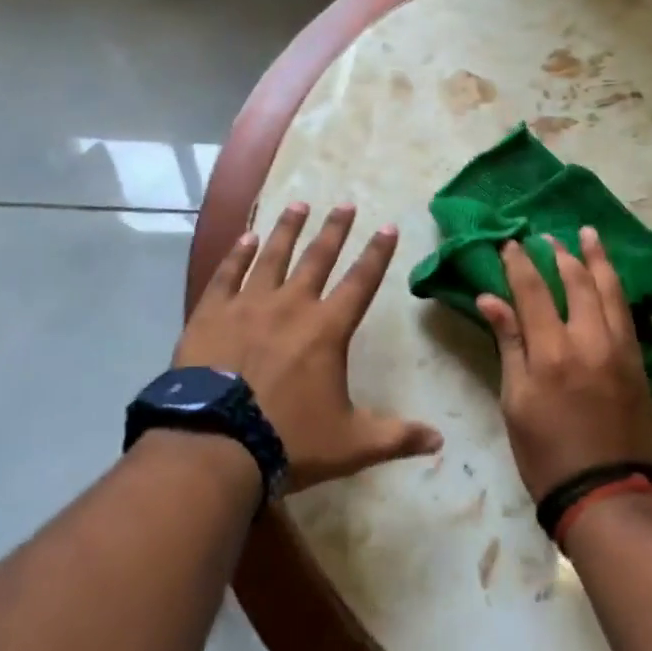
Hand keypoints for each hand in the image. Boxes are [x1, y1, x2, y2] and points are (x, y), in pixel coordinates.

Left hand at [176, 203, 441, 492]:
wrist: (215, 446)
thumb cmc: (288, 441)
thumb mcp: (351, 444)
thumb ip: (396, 437)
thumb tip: (440, 441)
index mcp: (327, 329)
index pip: (361, 281)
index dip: (378, 253)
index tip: (388, 227)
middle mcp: (292, 305)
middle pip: (318, 257)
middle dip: (335, 229)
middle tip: (345, 204)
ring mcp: (248, 305)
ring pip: (273, 256)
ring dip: (289, 228)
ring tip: (299, 204)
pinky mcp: (211, 314)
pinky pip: (227, 274)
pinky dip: (238, 254)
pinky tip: (247, 236)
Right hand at [476, 228, 651, 501]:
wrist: (605, 493)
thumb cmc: (546, 453)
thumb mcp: (515, 401)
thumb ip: (509, 343)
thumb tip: (491, 298)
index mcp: (551, 351)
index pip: (532, 290)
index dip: (519, 263)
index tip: (511, 243)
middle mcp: (589, 339)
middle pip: (576, 281)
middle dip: (559, 253)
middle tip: (546, 236)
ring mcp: (619, 347)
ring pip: (609, 289)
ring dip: (596, 258)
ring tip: (587, 234)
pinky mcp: (637, 360)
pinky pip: (626, 310)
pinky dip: (615, 286)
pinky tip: (609, 276)